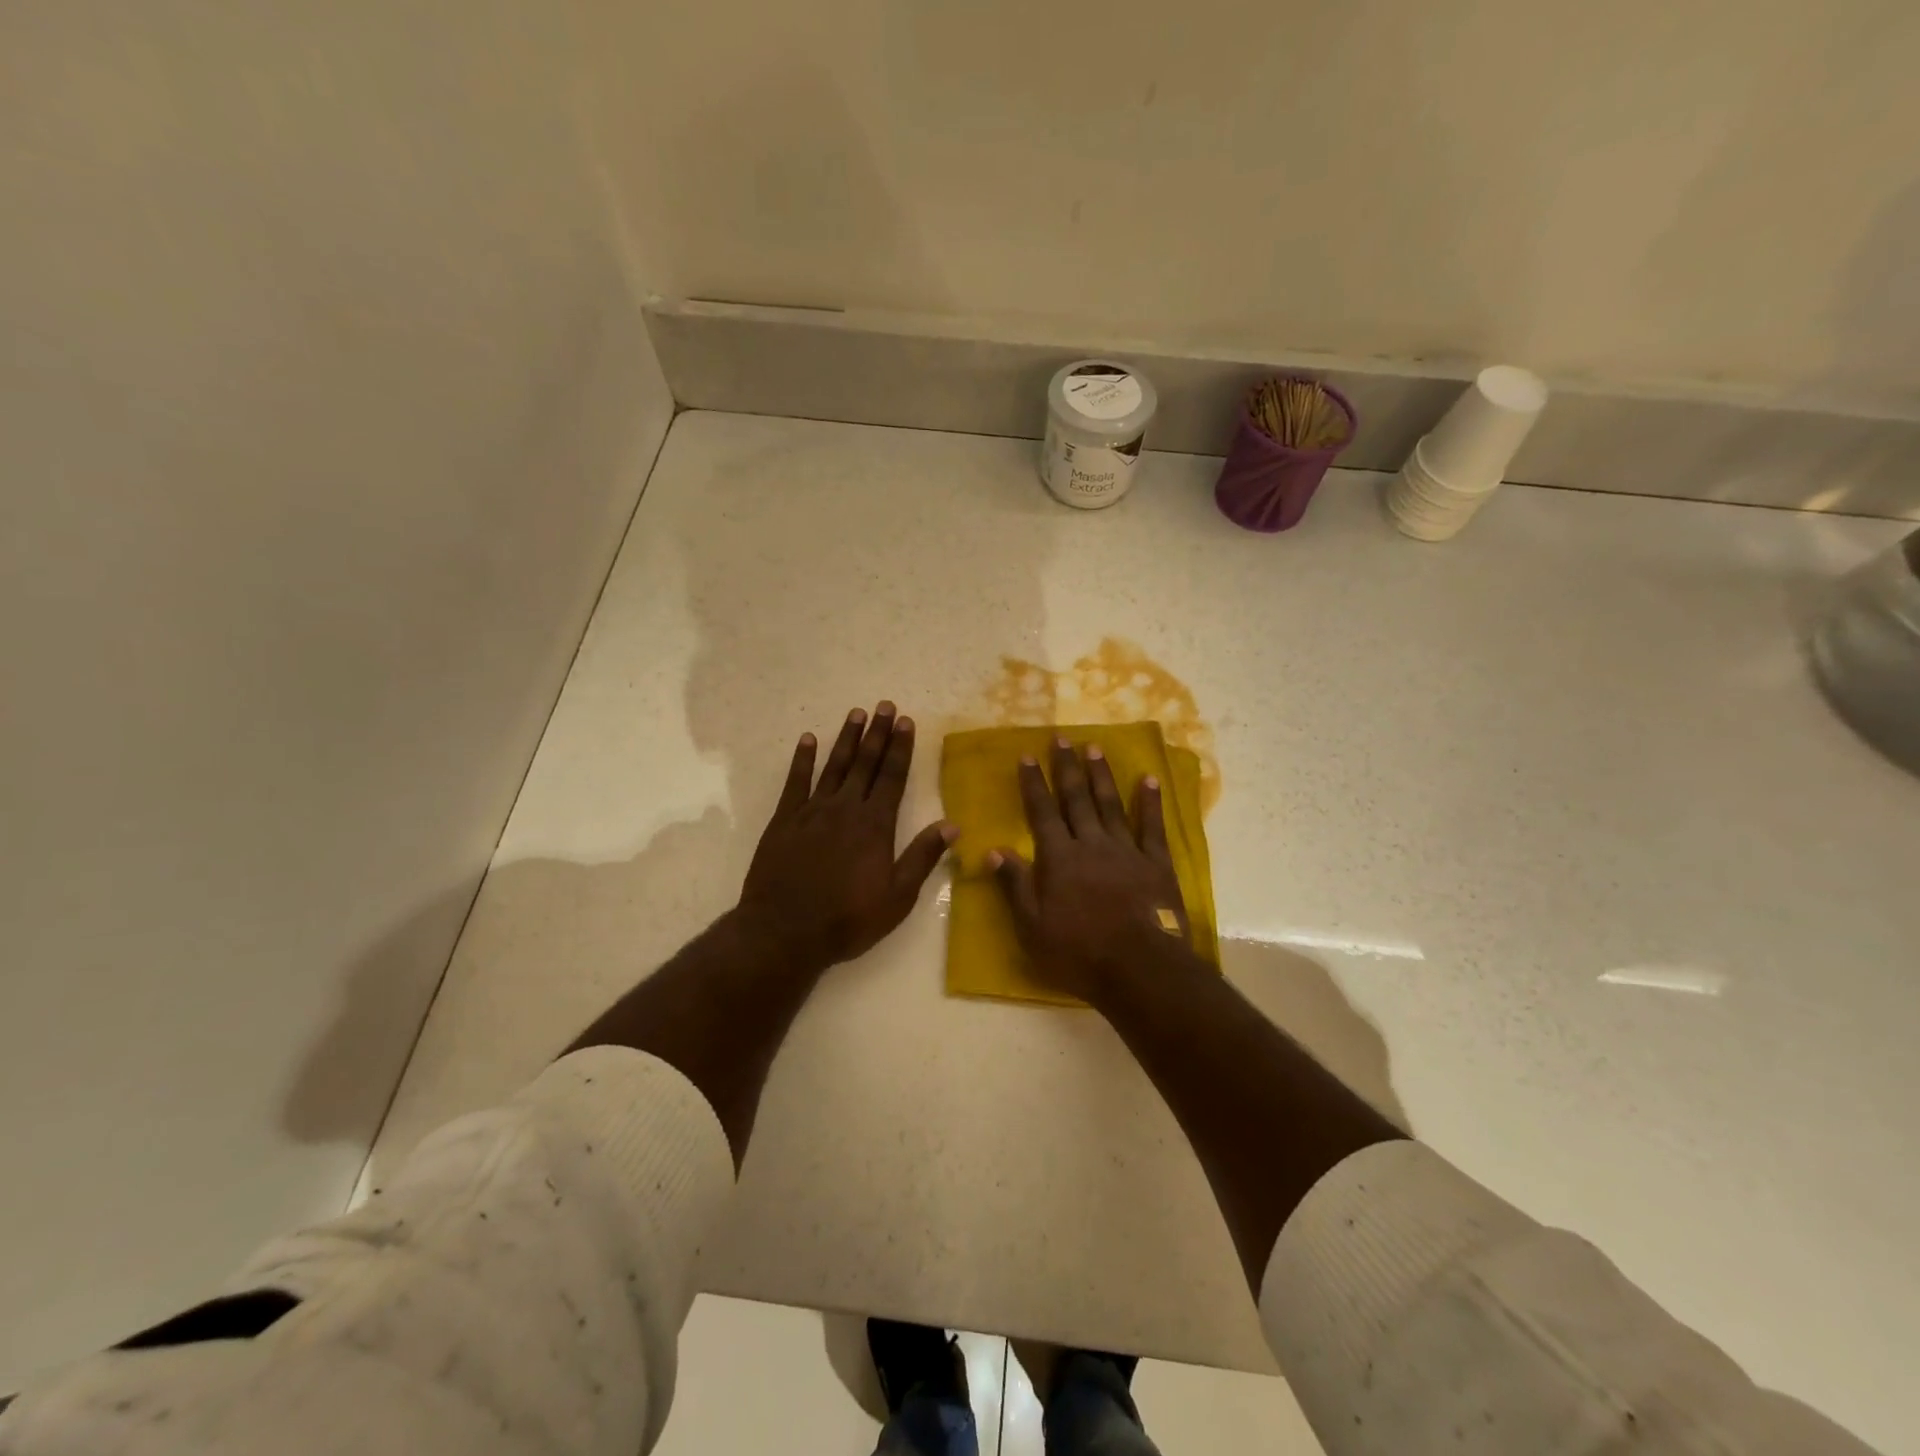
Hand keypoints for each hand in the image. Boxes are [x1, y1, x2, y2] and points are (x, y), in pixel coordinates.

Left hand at [738, 702, 954, 971]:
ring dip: (846, 739)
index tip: (906, 721)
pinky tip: (808, 739)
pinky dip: (803, 759)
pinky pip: (795, 782)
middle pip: (865, 763)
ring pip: (834, 766)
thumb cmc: (848, 919)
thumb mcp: (897, 897)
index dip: (901, 748)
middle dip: (878, 734)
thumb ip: (923, 857)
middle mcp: (845, 809)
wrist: (785, 932)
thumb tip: (953, 825)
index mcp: (875, 825)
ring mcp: (812, 811)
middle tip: (885, 705)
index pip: (892, 777)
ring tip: (856, 714)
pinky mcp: (784, 820)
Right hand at [989, 738, 1189, 1002]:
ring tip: (1094, 747)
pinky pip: (1152, 825)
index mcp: (1059, 858)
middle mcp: (1091, 844)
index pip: (1041, 812)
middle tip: (1062, 738)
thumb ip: (1015, 885)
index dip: (1033, 783)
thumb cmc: (1079, 952)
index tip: (1027, 756)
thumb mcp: (1033, 926)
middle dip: (1066, 767)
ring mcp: (1126, 850)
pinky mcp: (1156, 863)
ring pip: (1110, 804)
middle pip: (1076, 798)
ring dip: (1100, 775)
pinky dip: (1149, 801)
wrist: (1140, 967)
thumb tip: (994, 849)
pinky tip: (1148, 779)